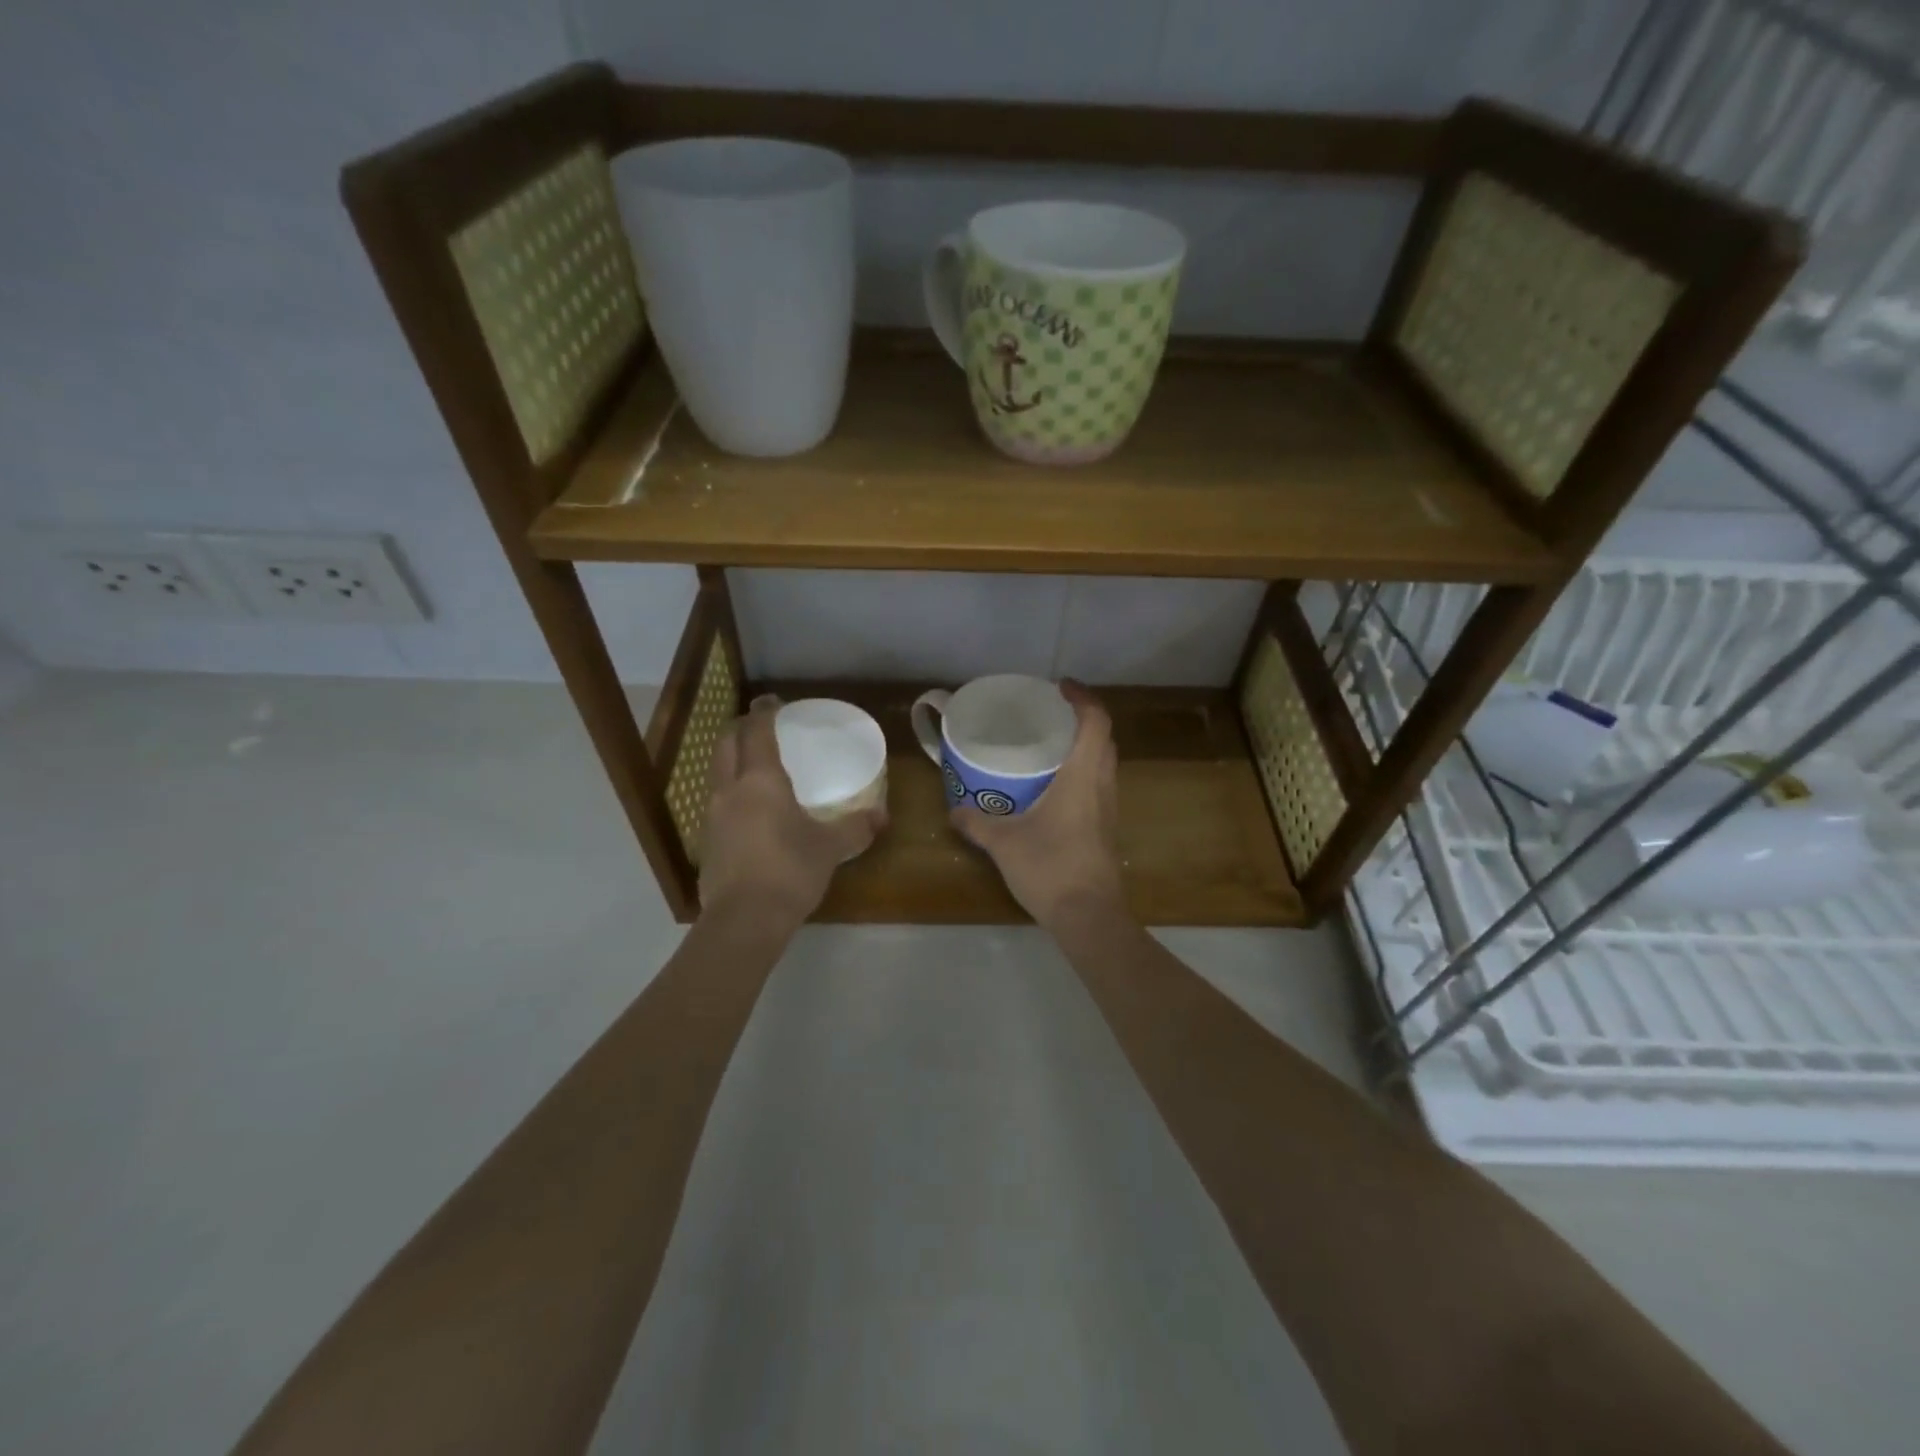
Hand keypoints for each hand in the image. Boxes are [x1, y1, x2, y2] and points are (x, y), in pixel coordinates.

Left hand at [699, 696, 885, 930]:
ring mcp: (713, 815)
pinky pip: (717, 801)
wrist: (743, 921)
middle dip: (741, 728)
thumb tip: (881, 816)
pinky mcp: (707, 841)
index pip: (758, 731)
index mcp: (761, 780)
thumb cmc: (789, 871)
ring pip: (717, 771)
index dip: (765, 711)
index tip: (773, 701)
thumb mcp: (830, 848)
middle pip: (726, 743)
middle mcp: (730, 789)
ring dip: (733, 759)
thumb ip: (855, 828)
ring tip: (756, 765)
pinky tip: (750, 809)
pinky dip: (731, 791)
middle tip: (762, 727)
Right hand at [950, 681, 1126, 928]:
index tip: (1061, 686)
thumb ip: (977, 823)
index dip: (1083, 698)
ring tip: (1049, 746)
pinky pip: (1098, 785)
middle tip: (1050, 715)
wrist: (1089, 917)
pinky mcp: (1106, 829)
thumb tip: (954, 811)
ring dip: (1084, 747)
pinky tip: (1053, 788)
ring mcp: (1108, 809)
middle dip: (1082, 719)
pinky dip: (1082, 773)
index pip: (1095, 722)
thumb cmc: (1051, 869)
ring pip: (1104, 763)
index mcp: (1082, 777)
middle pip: (1104, 739)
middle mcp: (1102, 786)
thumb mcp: (1004, 844)